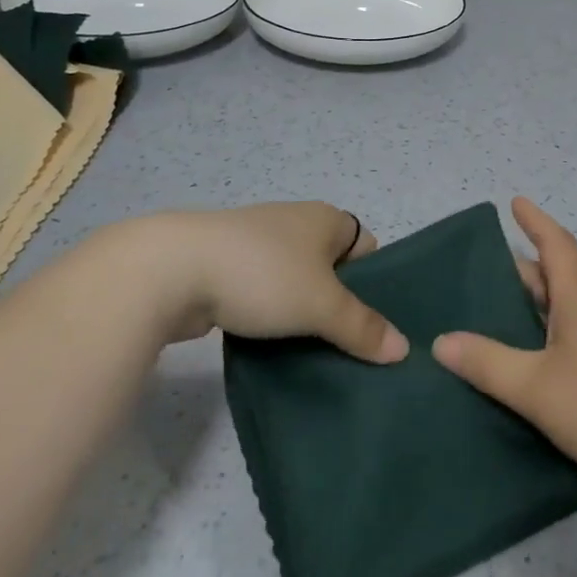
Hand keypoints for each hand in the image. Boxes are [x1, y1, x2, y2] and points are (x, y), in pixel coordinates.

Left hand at [102, 202, 406, 362]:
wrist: (173, 269)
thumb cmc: (263, 274)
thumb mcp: (322, 304)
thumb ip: (363, 327)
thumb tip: (403, 349)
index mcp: (325, 219)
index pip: (367, 248)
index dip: (376, 283)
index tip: (375, 324)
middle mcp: (295, 225)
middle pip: (333, 270)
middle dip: (341, 307)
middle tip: (354, 350)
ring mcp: (258, 246)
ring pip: (297, 286)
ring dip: (304, 317)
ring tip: (318, 357)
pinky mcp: (227, 270)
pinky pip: (265, 296)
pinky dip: (272, 319)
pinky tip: (276, 350)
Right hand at [432, 198, 576, 491]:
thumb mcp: (535, 387)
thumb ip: (488, 362)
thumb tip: (440, 340)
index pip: (556, 244)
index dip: (535, 221)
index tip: (515, 202)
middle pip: (556, 275)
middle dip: (522, 267)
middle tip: (481, 270)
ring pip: (563, 306)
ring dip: (533, 301)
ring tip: (494, 311)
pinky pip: (570, 333)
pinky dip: (544, 330)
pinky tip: (526, 357)